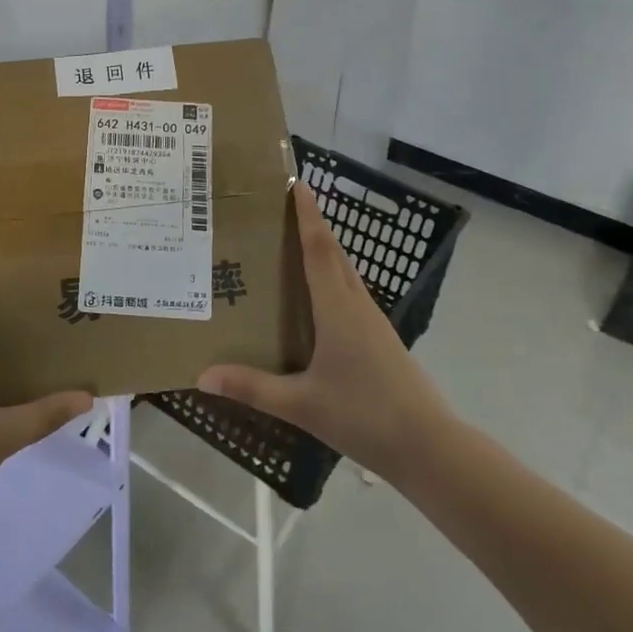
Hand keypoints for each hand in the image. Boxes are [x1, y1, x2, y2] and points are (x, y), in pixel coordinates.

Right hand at [198, 182, 457, 491]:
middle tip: (284, 207)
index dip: (308, 216)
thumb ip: (252, 387)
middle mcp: (357, 306)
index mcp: (338, 309)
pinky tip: (318, 298)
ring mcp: (374, 323)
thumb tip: (202, 376)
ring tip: (295, 243)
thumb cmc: (364, 415)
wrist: (431, 448)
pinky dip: (332, 278)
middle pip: (334, 254)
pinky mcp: (381, 340)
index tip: (298, 183)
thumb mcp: (301, 404)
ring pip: (346, 274)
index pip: (319, 250)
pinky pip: (351, 294)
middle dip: (313, 225)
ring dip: (324, 250)